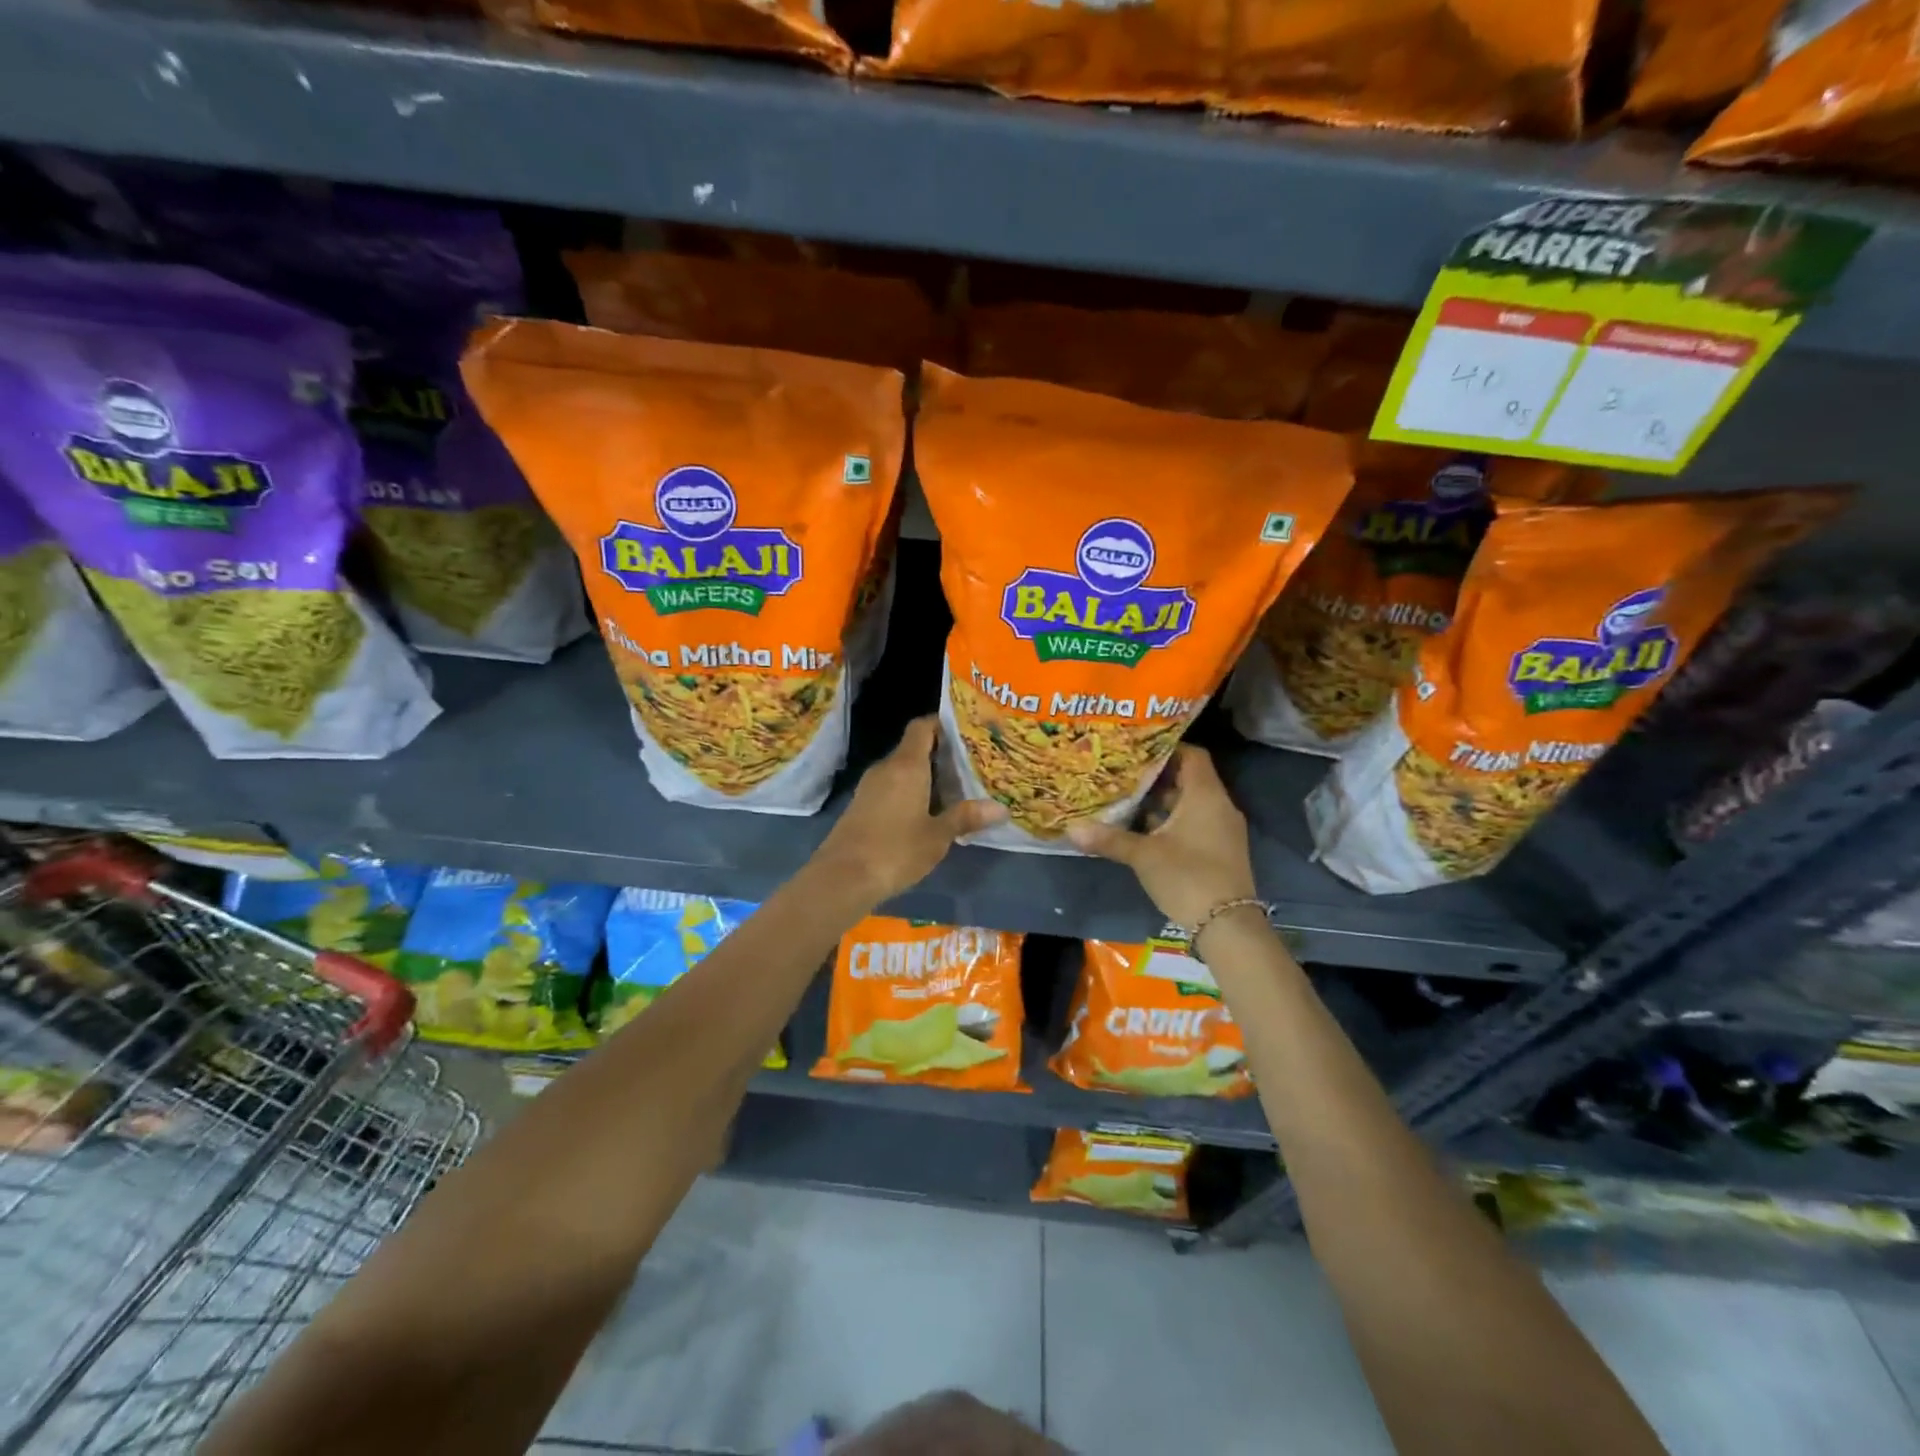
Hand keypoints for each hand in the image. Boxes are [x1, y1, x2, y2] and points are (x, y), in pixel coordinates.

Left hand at [809, 716, 1005, 913]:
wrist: (842, 878)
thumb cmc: (895, 850)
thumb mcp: (937, 836)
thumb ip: (966, 817)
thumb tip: (1000, 809)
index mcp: (906, 766)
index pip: (922, 727)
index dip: (942, 724)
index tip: (966, 731)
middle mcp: (886, 768)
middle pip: (914, 748)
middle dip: (941, 754)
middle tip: (972, 763)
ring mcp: (870, 787)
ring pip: (902, 770)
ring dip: (926, 776)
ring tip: (956, 787)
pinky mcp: (861, 806)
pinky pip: (891, 787)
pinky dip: (910, 791)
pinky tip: (928, 810)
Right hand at [1067, 746, 1255, 928]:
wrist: (1227, 925)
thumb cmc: (1187, 876)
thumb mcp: (1143, 856)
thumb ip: (1110, 839)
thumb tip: (1072, 828)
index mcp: (1205, 795)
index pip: (1192, 755)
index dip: (1166, 748)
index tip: (1137, 750)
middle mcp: (1219, 806)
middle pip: (1189, 778)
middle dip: (1157, 777)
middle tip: (1124, 773)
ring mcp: (1223, 829)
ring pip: (1191, 803)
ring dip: (1163, 802)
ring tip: (1128, 799)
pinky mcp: (1220, 850)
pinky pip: (1195, 822)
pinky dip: (1172, 821)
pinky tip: (1145, 830)